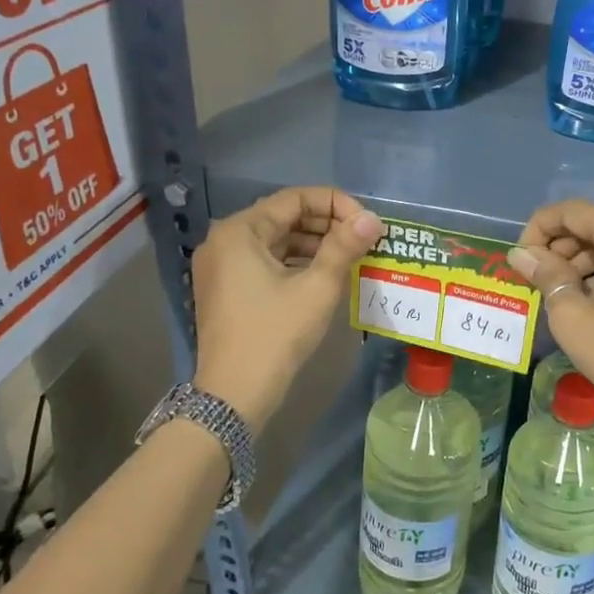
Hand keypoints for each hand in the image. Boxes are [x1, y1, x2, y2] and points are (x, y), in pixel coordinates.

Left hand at [191, 187, 383, 426]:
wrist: (234, 395)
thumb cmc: (276, 334)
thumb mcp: (317, 287)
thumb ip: (344, 246)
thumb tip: (372, 219)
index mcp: (240, 231)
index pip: (294, 199)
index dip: (335, 204)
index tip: (366, 223)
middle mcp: (224, 240)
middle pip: (284, 217)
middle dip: (327, 224)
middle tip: (363, 239)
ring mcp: (222, 266)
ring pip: (276, 240)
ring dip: (314, 244)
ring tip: (351, 255)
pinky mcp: (226, 289)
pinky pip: (266, 261)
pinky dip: (296, 262)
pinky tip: (325, 273)